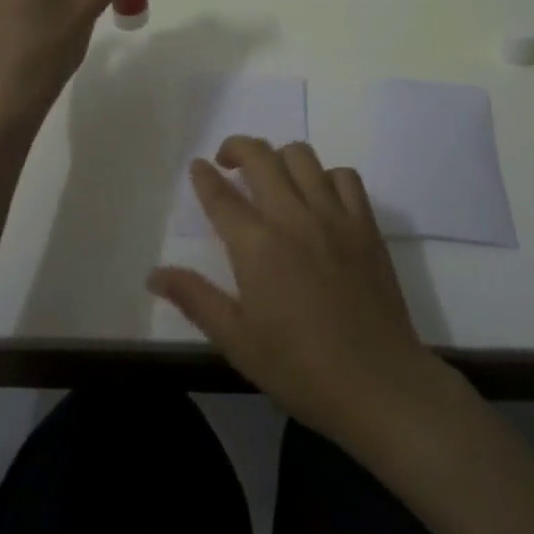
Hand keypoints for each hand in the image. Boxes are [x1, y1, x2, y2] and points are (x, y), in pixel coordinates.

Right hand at [147, 137, 442, 452]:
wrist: (378, 384)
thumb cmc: (300, 369)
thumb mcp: (237, 341)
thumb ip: (196, 299)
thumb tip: (154, 274)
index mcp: (256, 246)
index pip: (221, 196)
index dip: (204, 176)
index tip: (198, 167)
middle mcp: (292, 217)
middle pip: (260, 157)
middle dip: (237, 148)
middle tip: (228, 162)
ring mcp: (333, 215)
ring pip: (302, 156)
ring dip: (279, 157)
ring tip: (273, 176)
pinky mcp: (365, 224)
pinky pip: (345, 176)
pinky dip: (326, 175)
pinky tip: (320, 196)